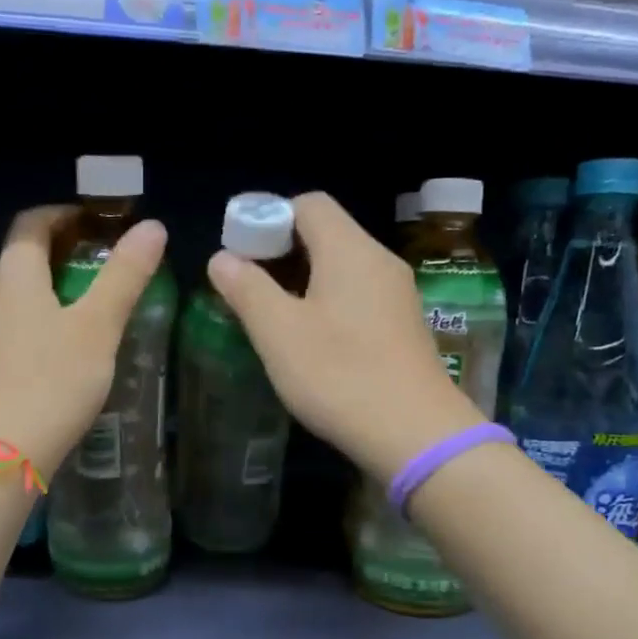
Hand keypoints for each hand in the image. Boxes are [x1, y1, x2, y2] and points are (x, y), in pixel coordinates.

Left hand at [0, 205, 167, 474]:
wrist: (5, 453)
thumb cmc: (53, 381)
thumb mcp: (98, 326)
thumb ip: (124, 275)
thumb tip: (152, 227)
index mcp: (14, 277)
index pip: (31, 223)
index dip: (65, 214)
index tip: (101, 223)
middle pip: (25, 256)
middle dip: (67, 250)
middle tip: (110, 262)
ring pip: (22, 293)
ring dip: (58, 286)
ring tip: (99, 302)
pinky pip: (20, 323)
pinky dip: (47, 317)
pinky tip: (74, 345)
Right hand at [208, 192, 480, 480]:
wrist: (415, 434)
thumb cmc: (339, 375)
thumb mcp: (278, 332)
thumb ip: (247, 288)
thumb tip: (222, 258)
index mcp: (349, 250)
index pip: (307, 204)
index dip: (267, 218)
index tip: (240, 254)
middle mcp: (379, 261)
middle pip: (325, 233)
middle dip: (280, 252)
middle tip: (247, 288)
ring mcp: (397, 294)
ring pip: (341, 267)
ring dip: (302, 280)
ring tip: (271, 317)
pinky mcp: (403, 326)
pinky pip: (358, 295)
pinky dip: (327, 302)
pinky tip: (310, 341)